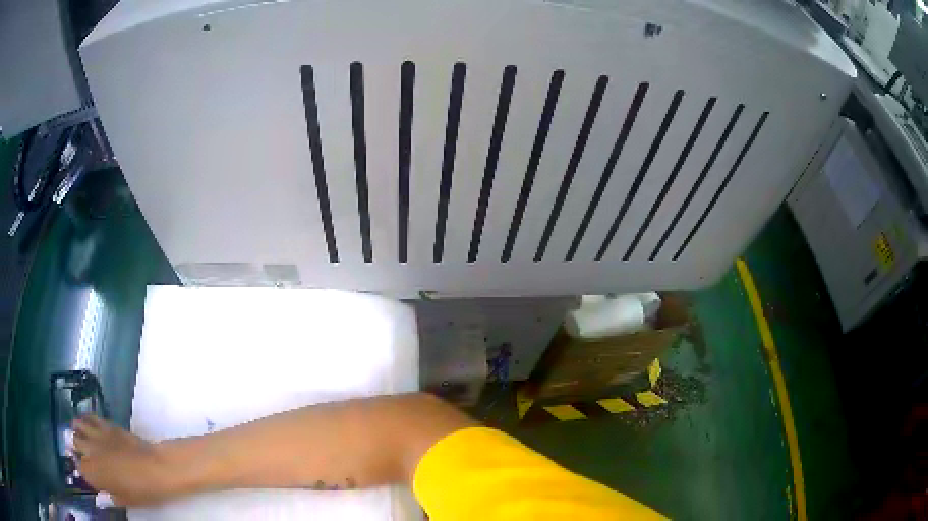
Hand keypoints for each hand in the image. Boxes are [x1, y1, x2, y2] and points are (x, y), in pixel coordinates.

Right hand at [73, 415, 176, 505]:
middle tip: (76, 448)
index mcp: (94, 473)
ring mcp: (97, 436)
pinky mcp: (107, 425)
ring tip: (77, 431)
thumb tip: (101, 500)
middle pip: (75, 443)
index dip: (81, 468)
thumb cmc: (142, 490)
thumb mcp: (126, 500)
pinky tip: (86, 421)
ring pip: (78, 426)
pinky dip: (86, 418)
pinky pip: (91, 418)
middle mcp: (90, 452)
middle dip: (74, 445)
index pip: (80, 468)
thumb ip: (110, 498)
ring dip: (76, 429)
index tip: (83, 470)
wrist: (155, 468)